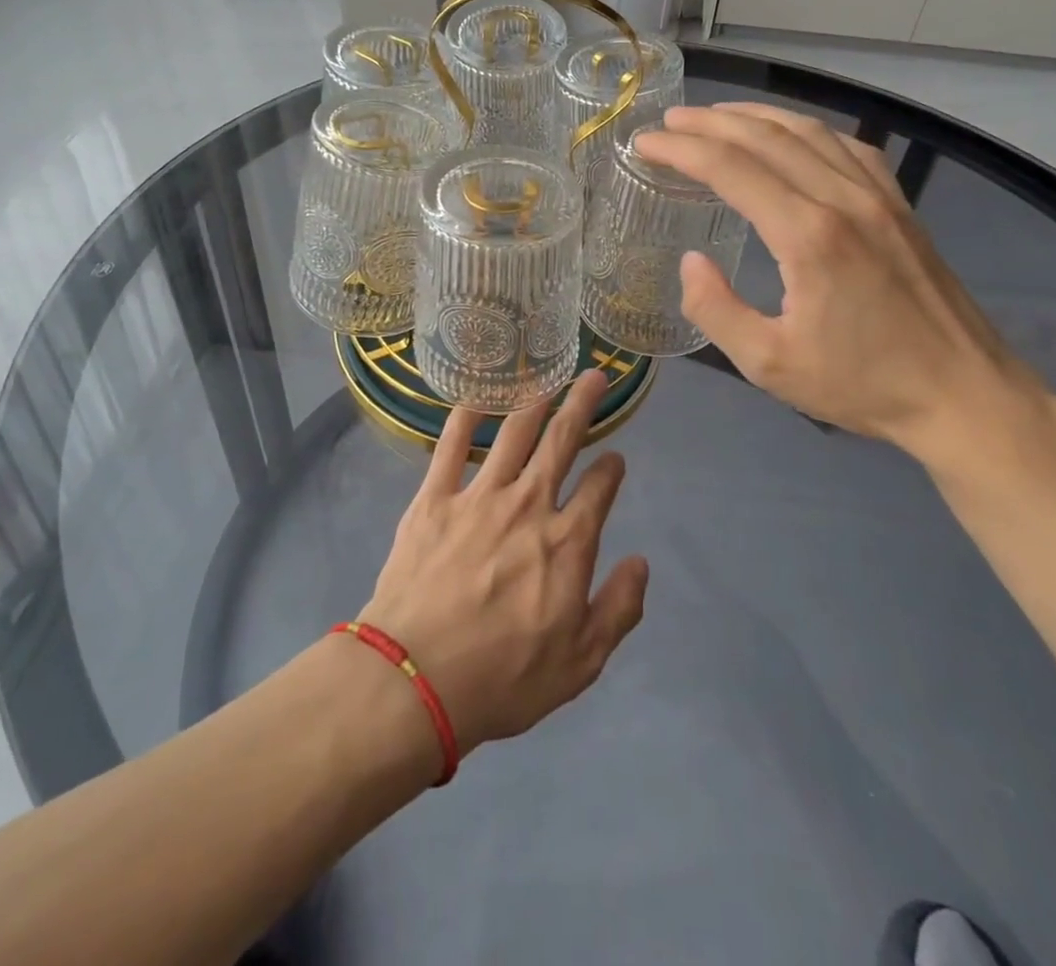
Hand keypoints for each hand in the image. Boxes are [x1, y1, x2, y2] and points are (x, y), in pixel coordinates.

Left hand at [357, 369, 649, 758]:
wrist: (414, 679)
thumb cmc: (502, 678)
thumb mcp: (581, 663)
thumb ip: (619, 609)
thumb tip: (640, 562)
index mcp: (567, 542)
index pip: (600, 489)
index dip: (612, 470)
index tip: (615, 461)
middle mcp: (528, 504)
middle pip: (562, 440)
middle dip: (582, 404)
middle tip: (594, 376)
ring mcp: (479, 495)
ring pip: (514, 433)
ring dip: (534, 402)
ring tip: (547, 380)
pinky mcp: (434, 497)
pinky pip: (452, 445)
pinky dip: (466, 417)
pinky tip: (476, 400)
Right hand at [634, 103, 1045, 459]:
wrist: (964, 395)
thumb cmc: (863, 385)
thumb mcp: (769, 365)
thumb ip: (716, 310)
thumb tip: (690, 261)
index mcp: (808, 236)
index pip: (730, 169)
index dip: (681, 151)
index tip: (645, 144)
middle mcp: (843, 200)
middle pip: (766, 138)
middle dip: (710, 123)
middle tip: (668, 122)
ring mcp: (879, 197)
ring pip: (809, 132)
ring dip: (756, 117)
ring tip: (716, 116)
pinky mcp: (900, 206)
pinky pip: (848, 147)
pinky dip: (808, 130)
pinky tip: (792, 135)